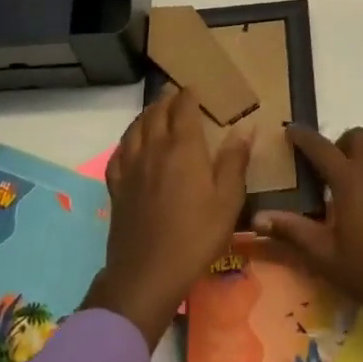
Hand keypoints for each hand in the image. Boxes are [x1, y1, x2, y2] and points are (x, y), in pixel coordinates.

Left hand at [83, 89, 251, 348]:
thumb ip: (235, 161)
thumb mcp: (227, 201)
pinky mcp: (117, 186)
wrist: (147, 274)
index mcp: (183, 148)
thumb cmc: (196, 236)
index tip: (195, 88)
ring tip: (155, 111)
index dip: (189, 94)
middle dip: (167, 99)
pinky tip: (132, 144)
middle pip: (157, 112)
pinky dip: (128, 139)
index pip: (184, 108)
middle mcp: (154, 148)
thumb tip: (246, 127)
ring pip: (135, 128)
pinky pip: (119, 152)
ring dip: (146, 114)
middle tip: (176, 93)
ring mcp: (131, 167)